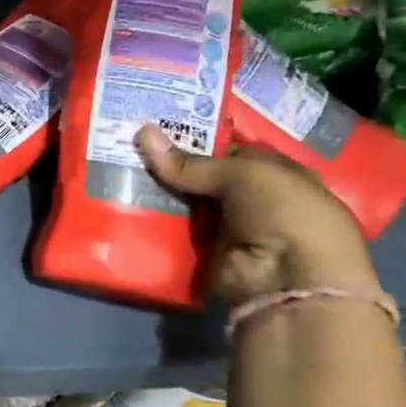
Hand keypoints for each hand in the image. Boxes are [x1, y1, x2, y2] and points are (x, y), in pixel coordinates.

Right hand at [135, 124, 378, 305]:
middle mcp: (256, 199)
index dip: (201, 137)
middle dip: (173, 162)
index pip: (234, 150)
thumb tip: (143, 132)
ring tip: (118, 164)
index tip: (161, 126)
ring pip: (187, 200)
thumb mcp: (244, 174)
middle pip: (206, 175)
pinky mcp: (207, 251)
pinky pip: (175, 228)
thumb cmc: (285, 213)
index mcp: (279, 174)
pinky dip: (154, 218)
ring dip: (159, 189)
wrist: (287, 280)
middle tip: (130, 141)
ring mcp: (230, 226)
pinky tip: (123, 198)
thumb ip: (192, 161)